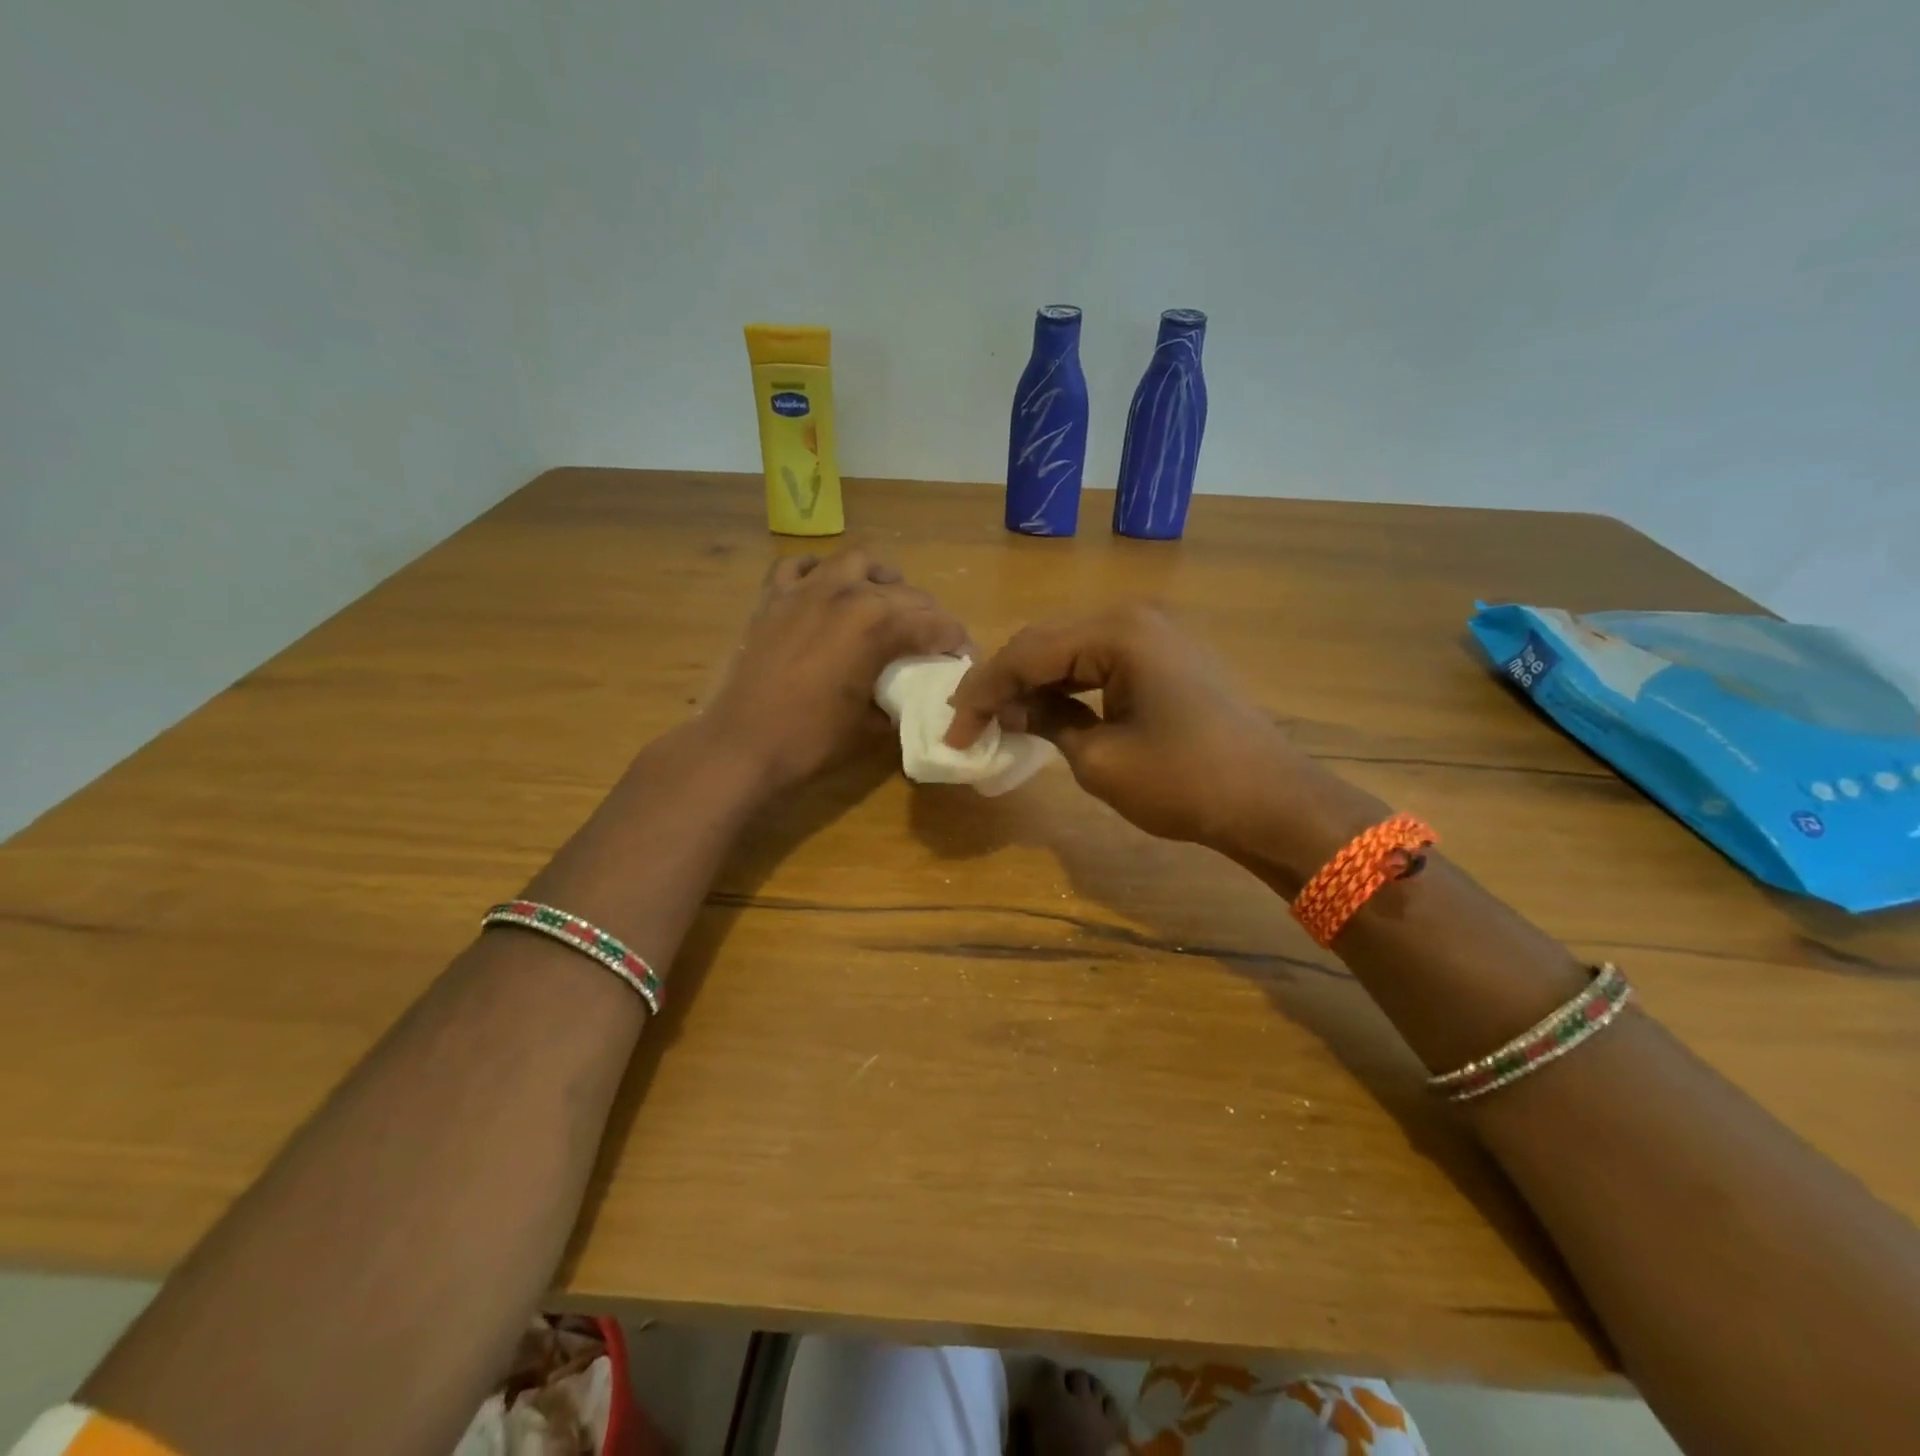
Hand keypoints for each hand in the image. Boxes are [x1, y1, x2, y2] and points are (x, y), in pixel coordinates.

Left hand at [705, 549, 968, 790]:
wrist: (743, 745)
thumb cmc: (812, 740)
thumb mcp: (871, 727)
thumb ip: (897, 702)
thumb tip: (908, 698)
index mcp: (877, 625)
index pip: (934, 623)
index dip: (956, 639)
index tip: (964, 655)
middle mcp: (846, 594)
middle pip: (903, 592)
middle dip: (928, 613)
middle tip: (934, 639)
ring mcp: (805, 590)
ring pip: (856, 562)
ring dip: (880, 579)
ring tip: (886, 601)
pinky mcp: (773, 598)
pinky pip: (801, 566)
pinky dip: (820, 571)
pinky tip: (828, 589)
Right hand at [945, 604, 1314, 850]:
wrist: (1273, 802)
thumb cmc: (1184, 782)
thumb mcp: (1100, 760)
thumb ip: (1047, 722)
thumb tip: (1011, 710)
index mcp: (1117, 632)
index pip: (1028, 653)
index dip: (983, 692)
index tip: (952, 730)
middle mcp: (1135, 617)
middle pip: (1047, 643)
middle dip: (1004, 683)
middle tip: (969, 722)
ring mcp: (1157, 634)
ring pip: (1073, 651)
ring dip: (1035, 683)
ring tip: (1000, 719)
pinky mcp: (1168, 657)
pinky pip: (1103, 662)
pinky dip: (1070, 686)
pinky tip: (1047, 709)